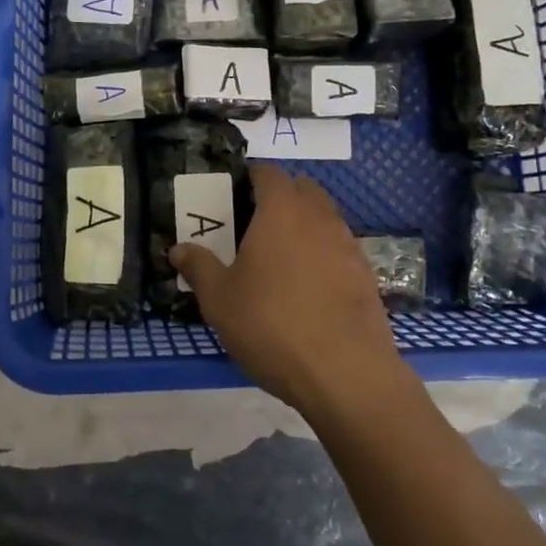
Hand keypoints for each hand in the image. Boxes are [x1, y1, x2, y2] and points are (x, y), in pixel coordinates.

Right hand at [170, 164, 408, 419]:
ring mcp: (348, 244)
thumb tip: (178, 249)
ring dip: (305, 224)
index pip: (269, 173)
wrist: (345, 373)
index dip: (251, 177)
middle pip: (303, 188)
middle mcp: (319, 217)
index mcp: (281, 211)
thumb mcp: (220, 300)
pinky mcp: (366, 274)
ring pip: (325, 217)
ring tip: (281, 256)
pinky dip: (324, 253)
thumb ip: (199, 267)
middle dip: (281, 196)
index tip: (235, 193)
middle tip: (255, 223)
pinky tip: (309, 286)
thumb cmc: (272, 326)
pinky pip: (340, 247)